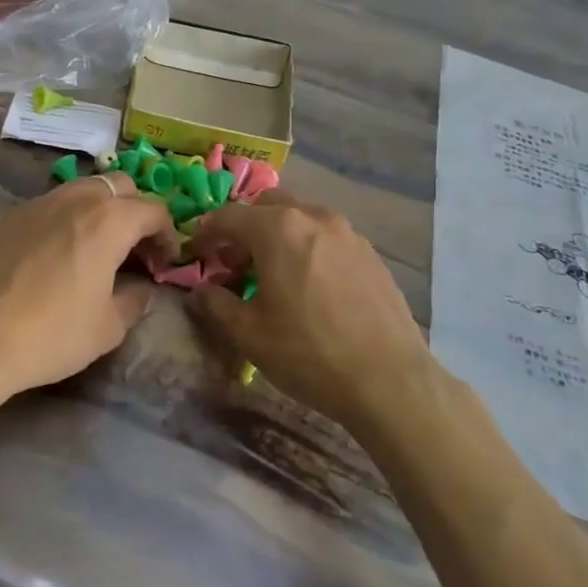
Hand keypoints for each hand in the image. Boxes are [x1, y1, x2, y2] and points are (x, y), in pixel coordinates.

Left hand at [0, 174, 173, 427]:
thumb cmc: (51, 335)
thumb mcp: (107, 328)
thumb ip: (134, 300)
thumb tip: (141, 288)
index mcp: (108, 221)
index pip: (153, 209)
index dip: (167, 234)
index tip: (163, 261)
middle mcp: (75, 199)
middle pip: (119, 186)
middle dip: (135, 210)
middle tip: (134, 248)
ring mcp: (37, 202)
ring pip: (81, 188)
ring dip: (99, 209)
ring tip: (95, 247)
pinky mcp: (8, 216)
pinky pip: (49, 204)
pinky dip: (65, 218)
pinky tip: (55, 253)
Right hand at [191, 192, 435, 435]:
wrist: (390, 380)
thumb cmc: (309, 353)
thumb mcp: (248, 334)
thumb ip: (216, 303)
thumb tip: (201, 291)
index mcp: (278, 228)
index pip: (229, 216)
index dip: (206, 233)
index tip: (197, 253)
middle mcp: (313, 217)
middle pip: (268, 206)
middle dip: (245, 227)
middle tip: (235, 262)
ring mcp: (348, 233)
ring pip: (301, 218)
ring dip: (278, 235)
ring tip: (274, 275)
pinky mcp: (371, 254)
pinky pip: (327, 238)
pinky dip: (308, 248)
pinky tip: (310, 286)